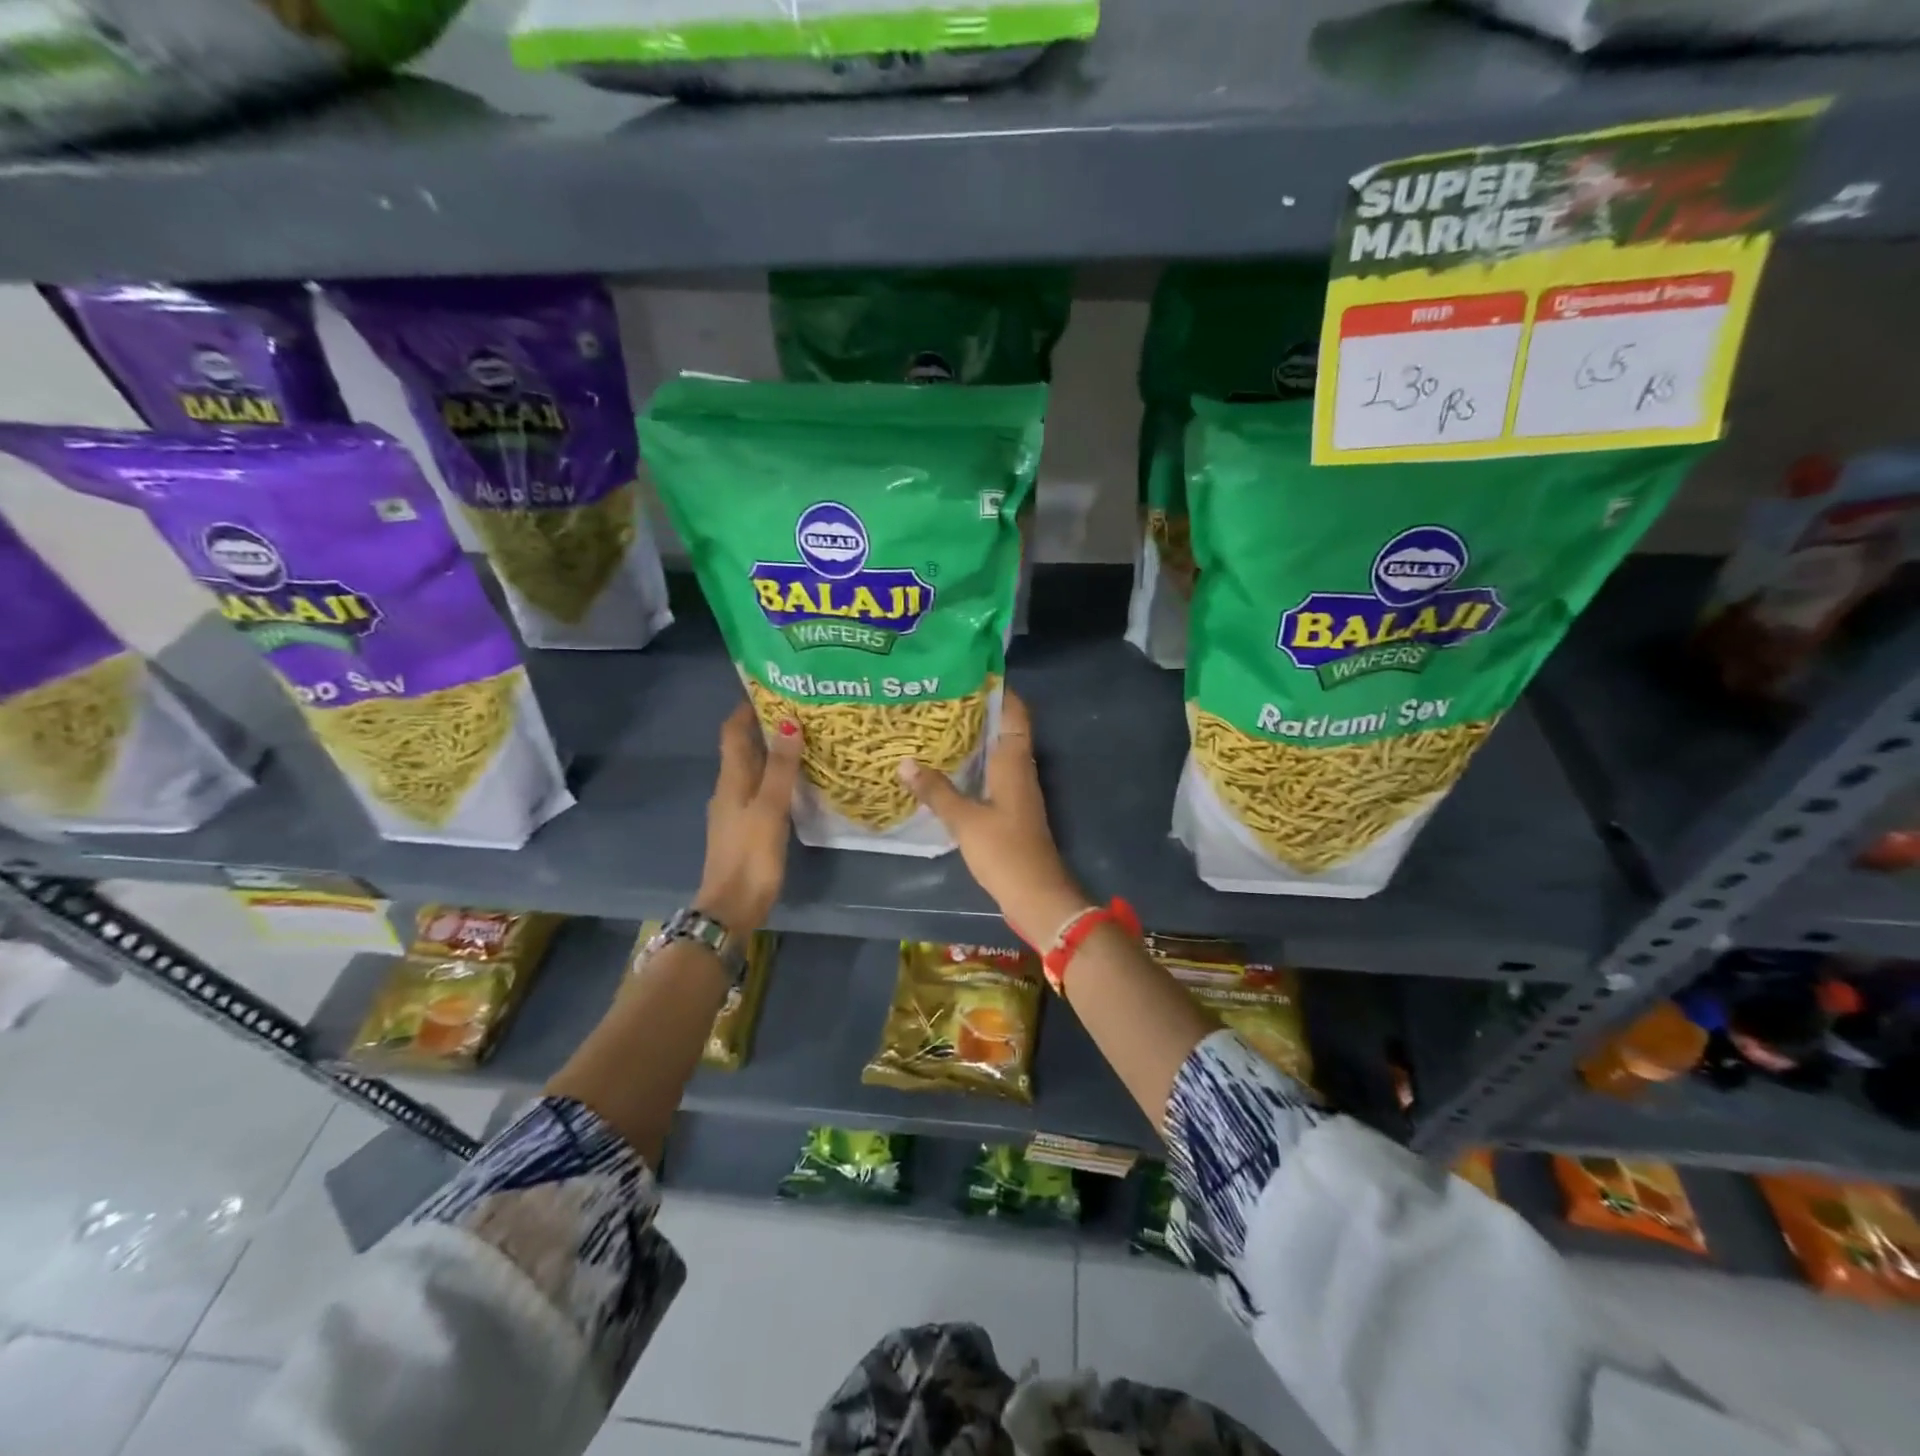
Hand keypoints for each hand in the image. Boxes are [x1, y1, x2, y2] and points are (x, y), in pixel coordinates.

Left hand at [695, 702, 801, 937]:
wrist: (732, 906)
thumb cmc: (750, 854)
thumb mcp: (770, 807)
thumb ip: (781, 767)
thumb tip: (788, 721)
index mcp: (731, 779)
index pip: (733, 731)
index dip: (746, 708)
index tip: (771, 688)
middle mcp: (729, 789)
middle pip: (744, 748)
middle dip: (766, 727)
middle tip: (800, 711)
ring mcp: (736, 810)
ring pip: (754, 770)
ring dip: (773, 753)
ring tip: (805, 740)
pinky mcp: (747, 828)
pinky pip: (761, 790)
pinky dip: (776, 778)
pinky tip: (798, 782)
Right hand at [898, 690, 1088, 945]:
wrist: (1036, 895)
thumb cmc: (1004, 851)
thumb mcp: (965, 820)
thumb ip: (936, 791)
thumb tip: (905, 762)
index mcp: (1015, 761)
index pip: (1015, 712)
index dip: (998, 689)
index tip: (969, 672)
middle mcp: (1020, 768)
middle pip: (1004, 727)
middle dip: (978, 710)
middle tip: (940, 696)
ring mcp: (1017, 790)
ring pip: (997, 751)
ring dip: (974, 738)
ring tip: (938, 724)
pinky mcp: (1012, 809)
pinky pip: (993, 773)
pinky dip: (974, 763)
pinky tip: (948, 766)